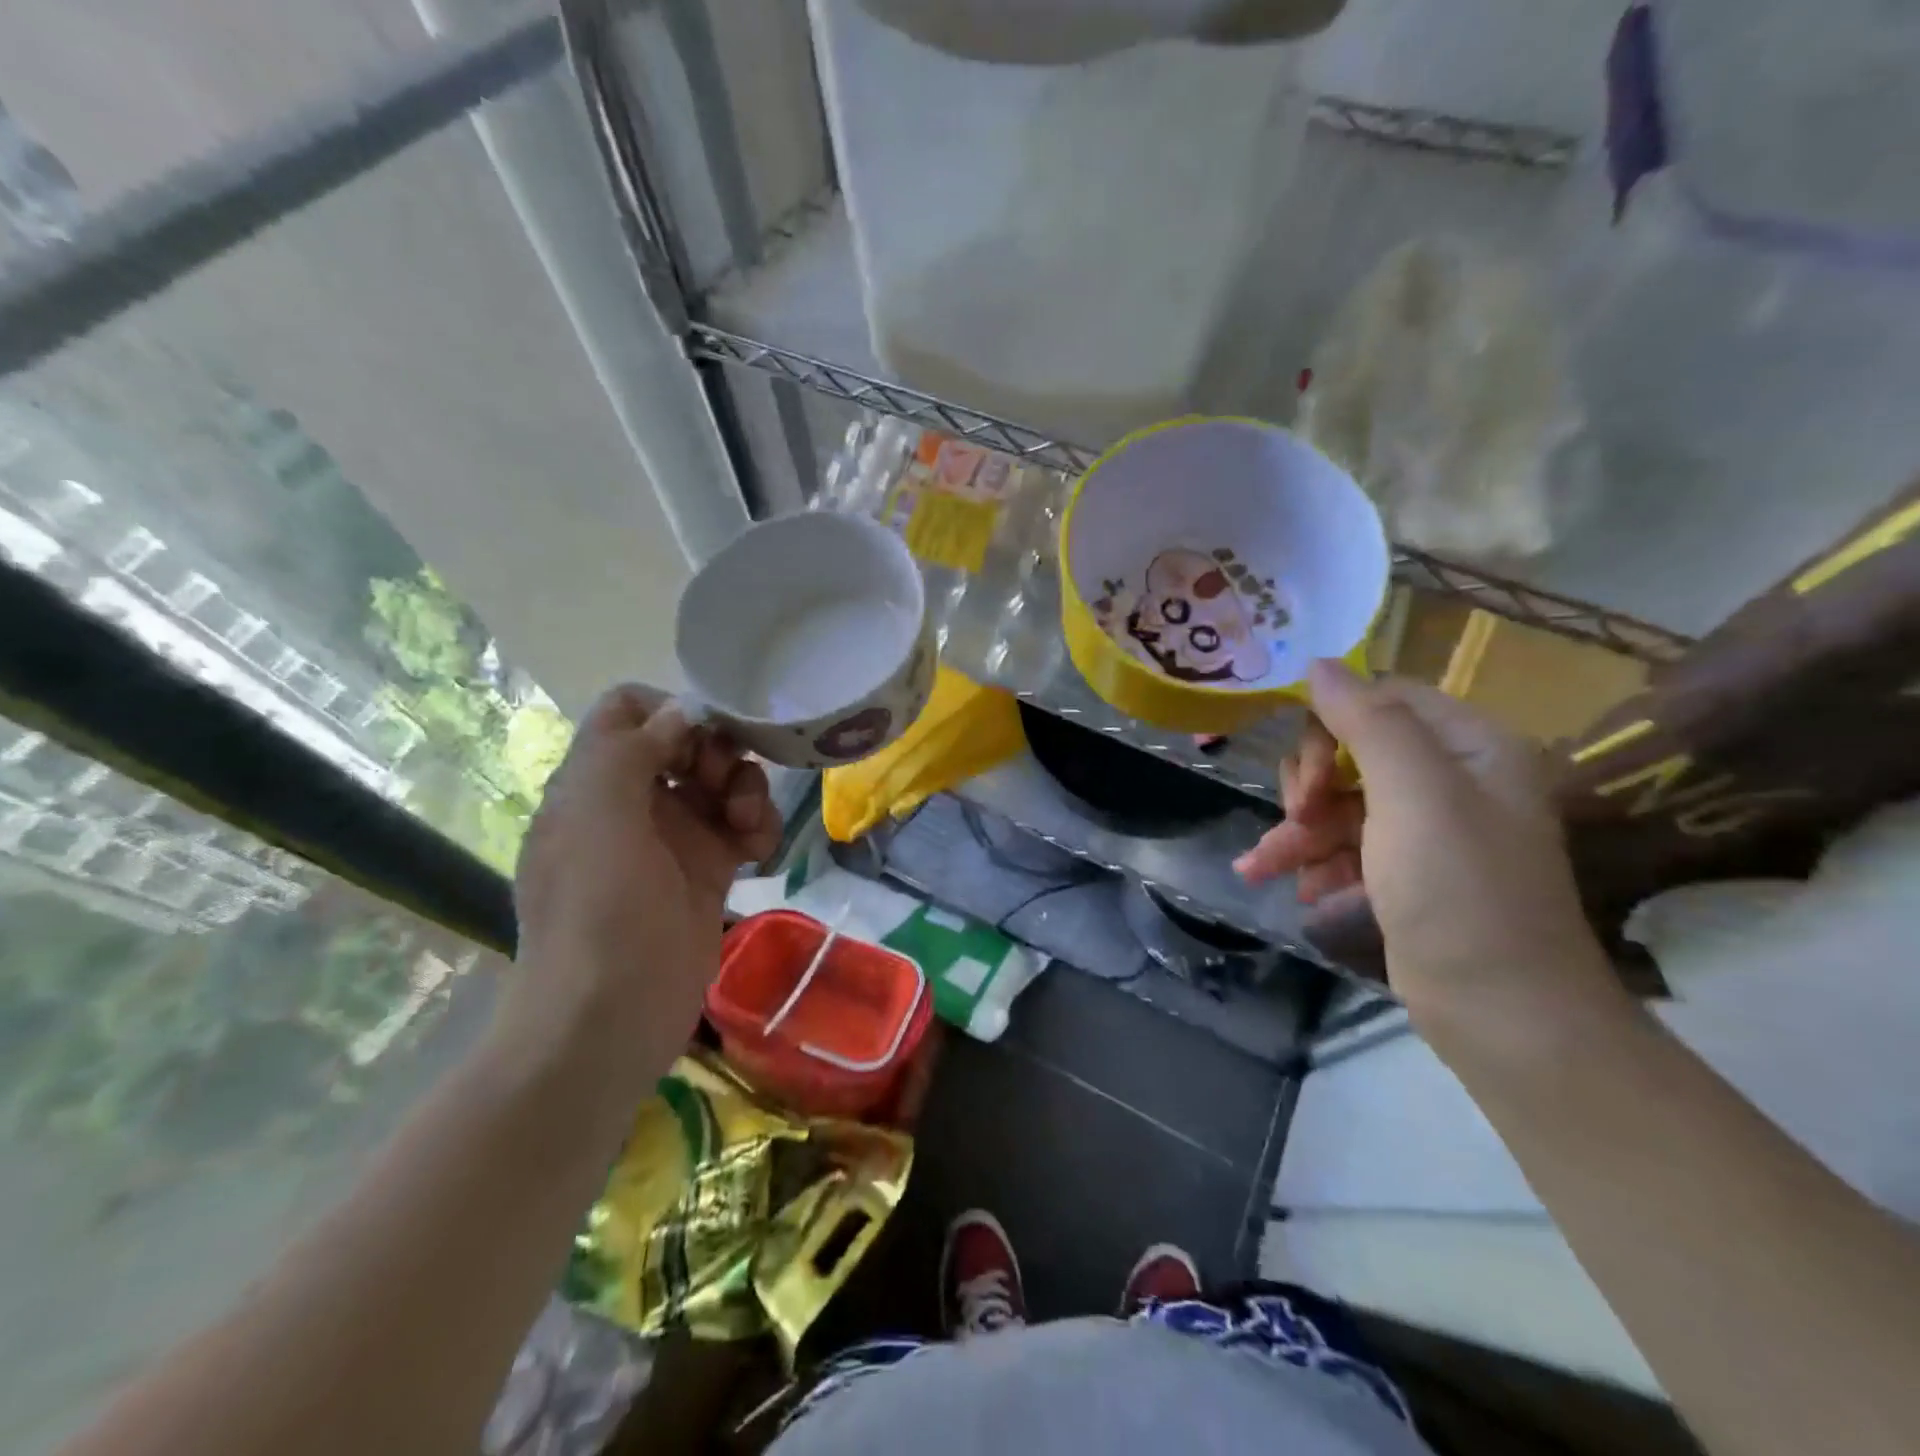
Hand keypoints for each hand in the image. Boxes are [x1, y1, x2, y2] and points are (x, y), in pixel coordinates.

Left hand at [502, 686, 781, 1090]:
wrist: (611, 1018)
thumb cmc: (596, 912)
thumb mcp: (597, 817)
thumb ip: (630, 750)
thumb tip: (681, 714)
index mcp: (594, 782)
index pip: (628, 712)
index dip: (668, 710)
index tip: (703, 734)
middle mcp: (633, 802)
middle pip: (687, 743)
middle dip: (717, 751)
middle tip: (723, 784)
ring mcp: (674, 839)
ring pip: (722, 783)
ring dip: (747, 790)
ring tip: (750, 824)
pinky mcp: (710, 872)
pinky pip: (744, 827)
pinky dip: (759, 828)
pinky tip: (760, 851)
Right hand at [1235, 660, 1629, 1048]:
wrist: (1500, 1011)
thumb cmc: (1458, 890)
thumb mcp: (1414, 794)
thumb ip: (1367, 721)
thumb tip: (1319, 663)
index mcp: (1471, 747)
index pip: (1385, 700)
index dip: (1332, 722)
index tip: (1305, 769)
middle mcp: (1454, 779)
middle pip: (1354, 750)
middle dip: (1312, 783)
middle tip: (1297, 816)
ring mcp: (1428, 829)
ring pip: (1341, 801)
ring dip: (1298, 830)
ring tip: (1263, 866)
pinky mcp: (1406, 872)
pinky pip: (1346, 845)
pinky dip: (1313, 861)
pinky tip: (1291, 886)